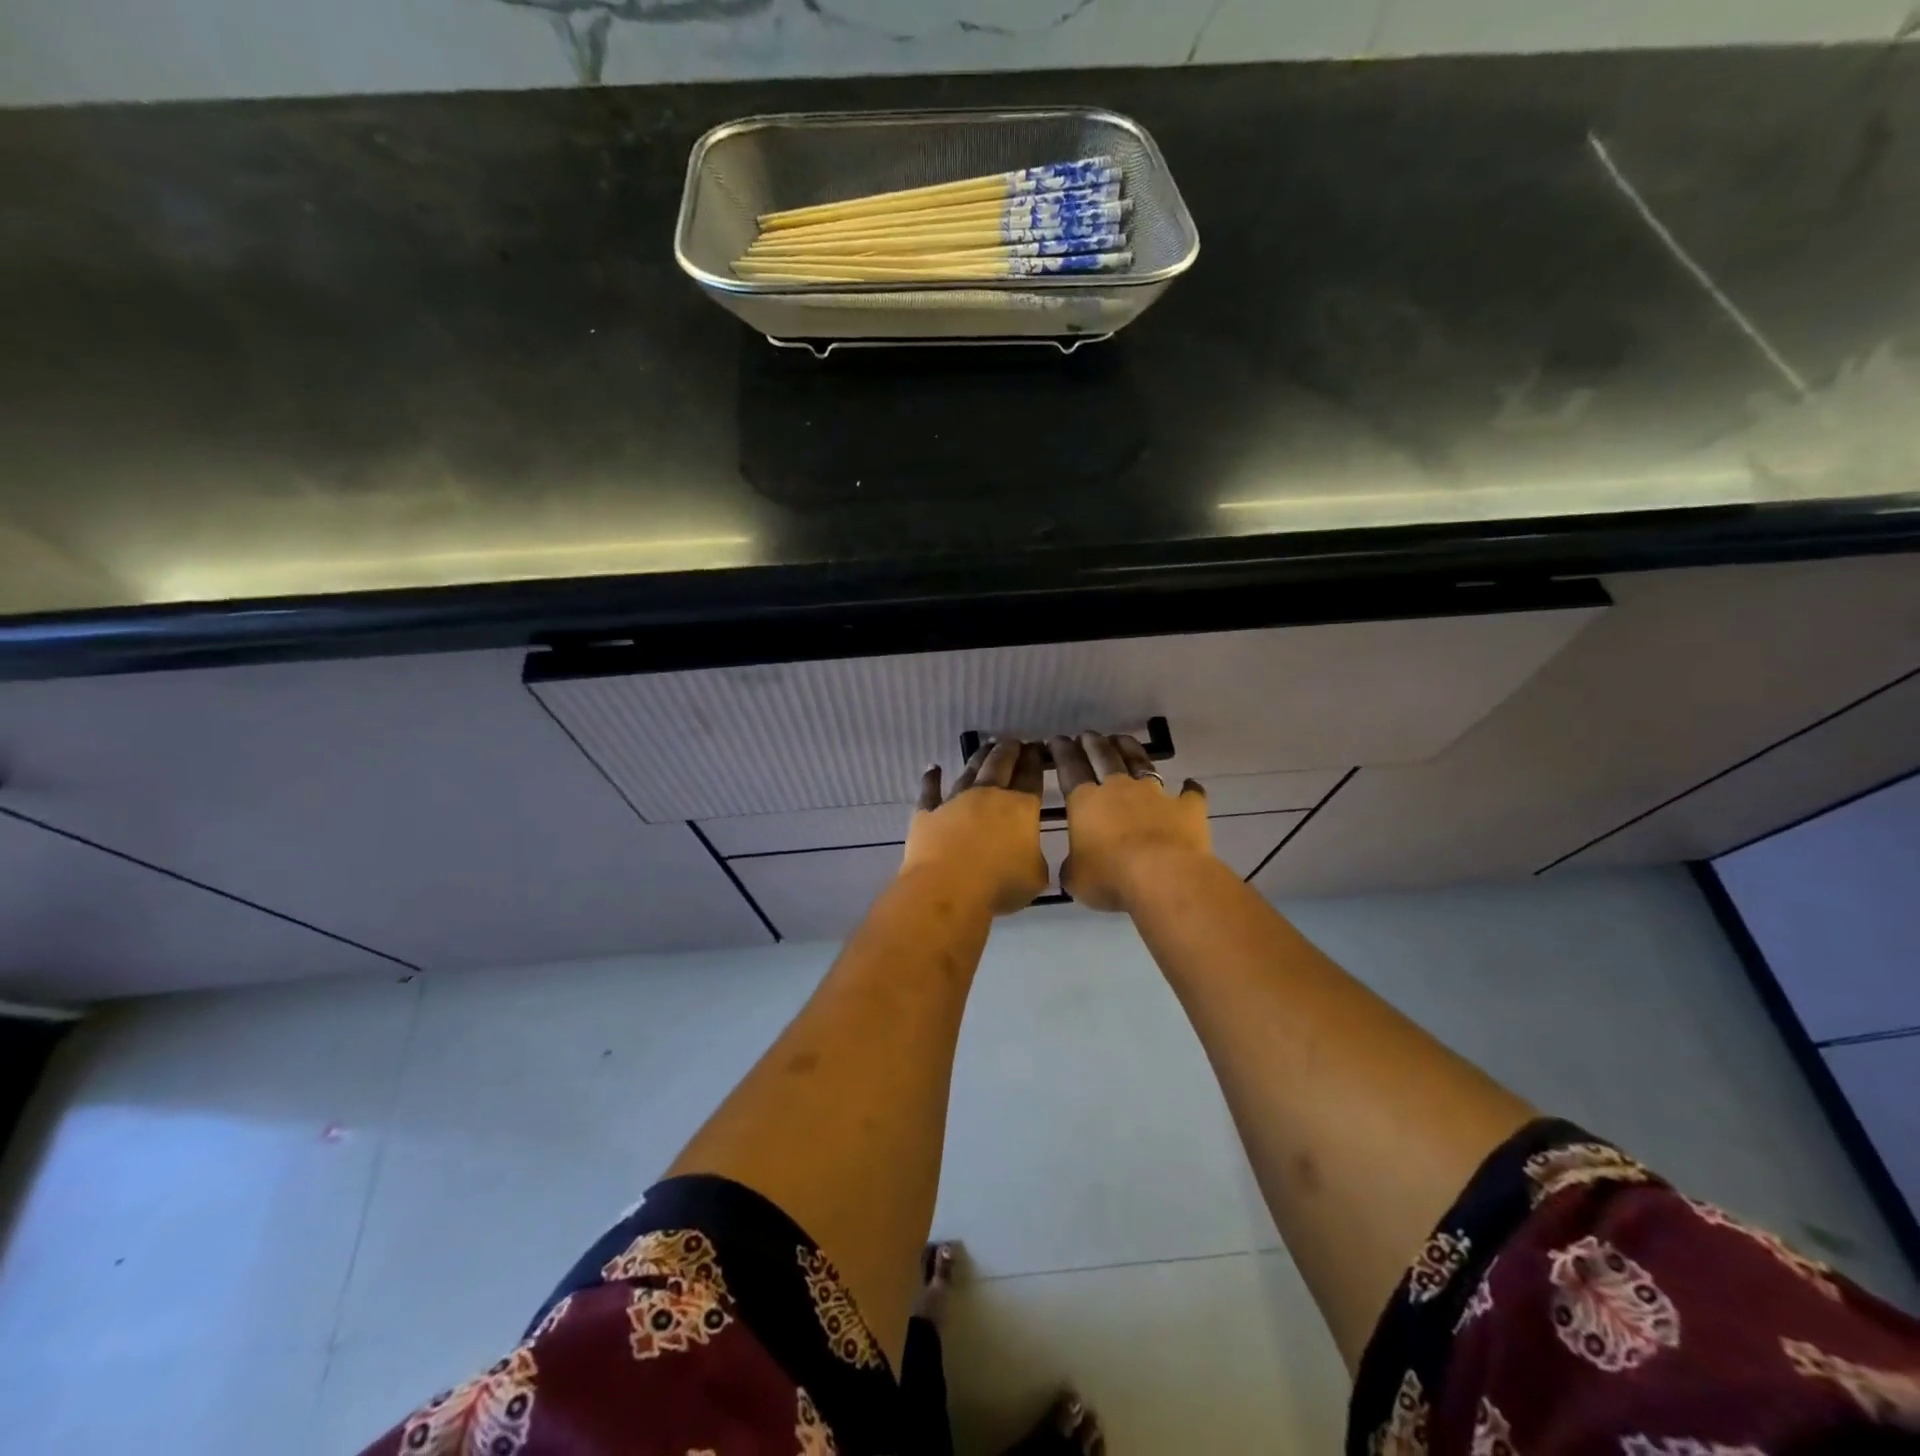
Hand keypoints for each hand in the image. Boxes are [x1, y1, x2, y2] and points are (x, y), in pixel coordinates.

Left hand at [901, 739, 1048, 914]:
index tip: (1037, 748)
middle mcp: (988, 795)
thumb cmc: (1000, 884)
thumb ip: (1035, 859)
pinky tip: (932, 767)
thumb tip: (1029, 854)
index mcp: (1021, 807)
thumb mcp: (1035, 876)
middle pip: (1000, 765)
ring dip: (979, 757)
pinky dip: (931, 778)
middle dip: (1010, 751)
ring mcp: (955, 801)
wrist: (948, 888)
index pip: (1031, 776)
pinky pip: (930, 791)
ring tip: (987, 745)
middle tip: (1014, 741)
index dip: (1034, 761)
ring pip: (969, 771)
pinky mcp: (928, 813)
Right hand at [1049, 732, 1211, 911]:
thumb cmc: (1110, 877)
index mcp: (1086, 802)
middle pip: (1104, 757)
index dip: (1062, 753)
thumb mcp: (1076, 878)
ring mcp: (1155, 795)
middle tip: (1087, 735)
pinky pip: (1189, 794)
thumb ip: (1072, 867)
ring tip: (1122, 740)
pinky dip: (1189, 789)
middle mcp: (1119, 789)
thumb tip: (1075, 866)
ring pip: (1141, 763)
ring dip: (1130, 749)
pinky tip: (1190, 784)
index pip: (1070, 768)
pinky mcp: (1186, 808)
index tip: (1057, 740)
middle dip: (1093, 744)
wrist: (1163, 876)